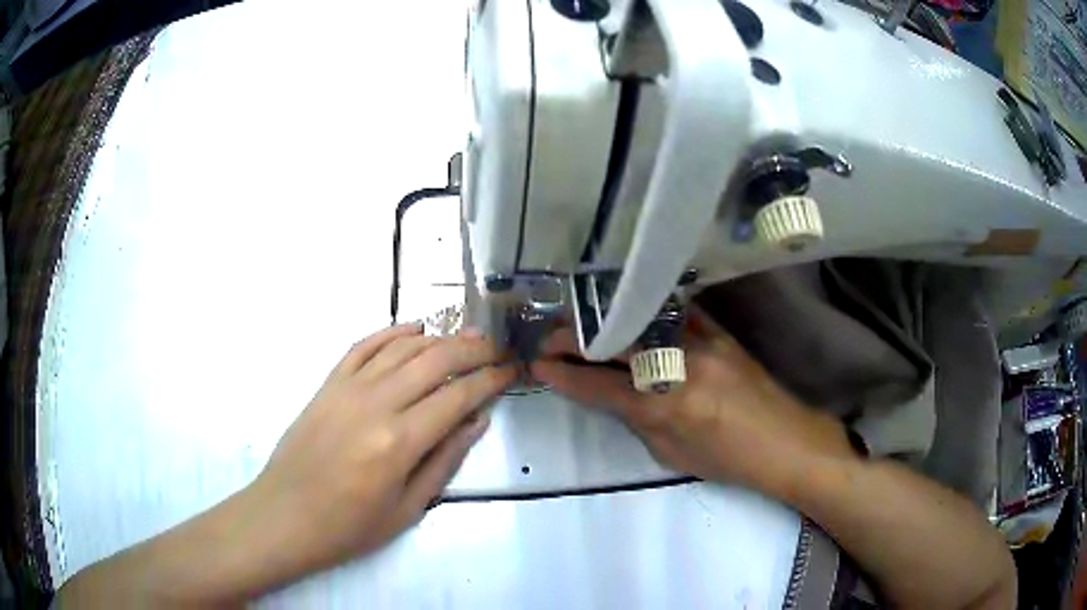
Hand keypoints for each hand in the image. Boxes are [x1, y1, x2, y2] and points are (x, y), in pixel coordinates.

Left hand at [247, 324, 514, 579]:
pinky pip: (363, 346)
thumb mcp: (408, 508)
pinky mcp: (327, 384)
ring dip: (438, 337)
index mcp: (400, 441)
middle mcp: (376, 404)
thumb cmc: (349, 527)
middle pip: (434, 360)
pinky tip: (413, 328)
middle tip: (496, 347)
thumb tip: (477, 420)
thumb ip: (445, 460)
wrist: (285, 516)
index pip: (458, 396)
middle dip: (472, 348)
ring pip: (401, 347)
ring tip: (465, 336)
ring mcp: (347, 388)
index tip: (511, 370)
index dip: (491, 379)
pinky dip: (391, 332)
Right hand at [531, 309, 852, 494]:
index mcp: (662, 408)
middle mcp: (677, 367)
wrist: (784, 440)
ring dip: (602, 322)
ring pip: (637, 320)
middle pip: (612, 343)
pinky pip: (671, 312)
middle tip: (549, 339)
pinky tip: (627, 312)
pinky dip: (642, 312)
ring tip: (579, 325)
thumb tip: (611, 394)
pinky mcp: (717, 330)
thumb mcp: (670, 453)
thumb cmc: (727, 459)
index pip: (596, 386)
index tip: (537, 366)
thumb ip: (636, 420)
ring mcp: (699, 341)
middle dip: (572, 339)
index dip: (562, 376)